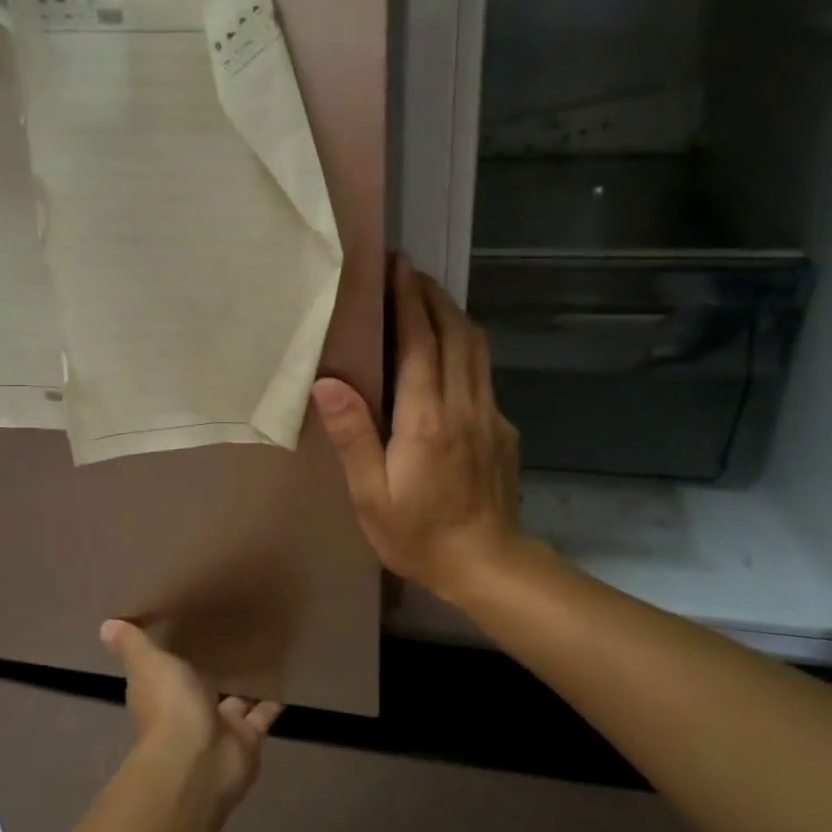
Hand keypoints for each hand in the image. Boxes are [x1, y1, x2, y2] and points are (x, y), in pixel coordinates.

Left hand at [100, 619, 280, 810]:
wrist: (199, 761)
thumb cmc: (169, 706)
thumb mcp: (148, 663)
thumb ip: (133, 644)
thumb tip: (105, 625)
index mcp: (160, 694)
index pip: (164, 672)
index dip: (171, 656)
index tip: (185, 630)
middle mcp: (187, 712)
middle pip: (201, 688)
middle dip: (211, 670)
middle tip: (231, 637)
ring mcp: (218, 729)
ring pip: (233, 703)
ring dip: (244, 686)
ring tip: (262, 653)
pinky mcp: (246, 740)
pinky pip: (261, 717)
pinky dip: (271, 702)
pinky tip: (284, 678)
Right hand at [312, 254, 527, 603]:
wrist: (489, 565)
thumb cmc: (419, 535)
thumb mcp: (372, 495)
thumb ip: (353, 436)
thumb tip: (327, 383)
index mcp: (426, 419)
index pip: (420, 343)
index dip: (408, 300)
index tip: (397, 266)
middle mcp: (464, 406)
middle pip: (455, 333)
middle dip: (432, 296)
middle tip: (409, 271)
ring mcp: (490, 416)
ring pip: (476, 349)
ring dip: (453, 316)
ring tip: (428, 298)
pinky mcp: (503, 429)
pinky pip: (483, 373)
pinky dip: (465, 347)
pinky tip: (450, 353)